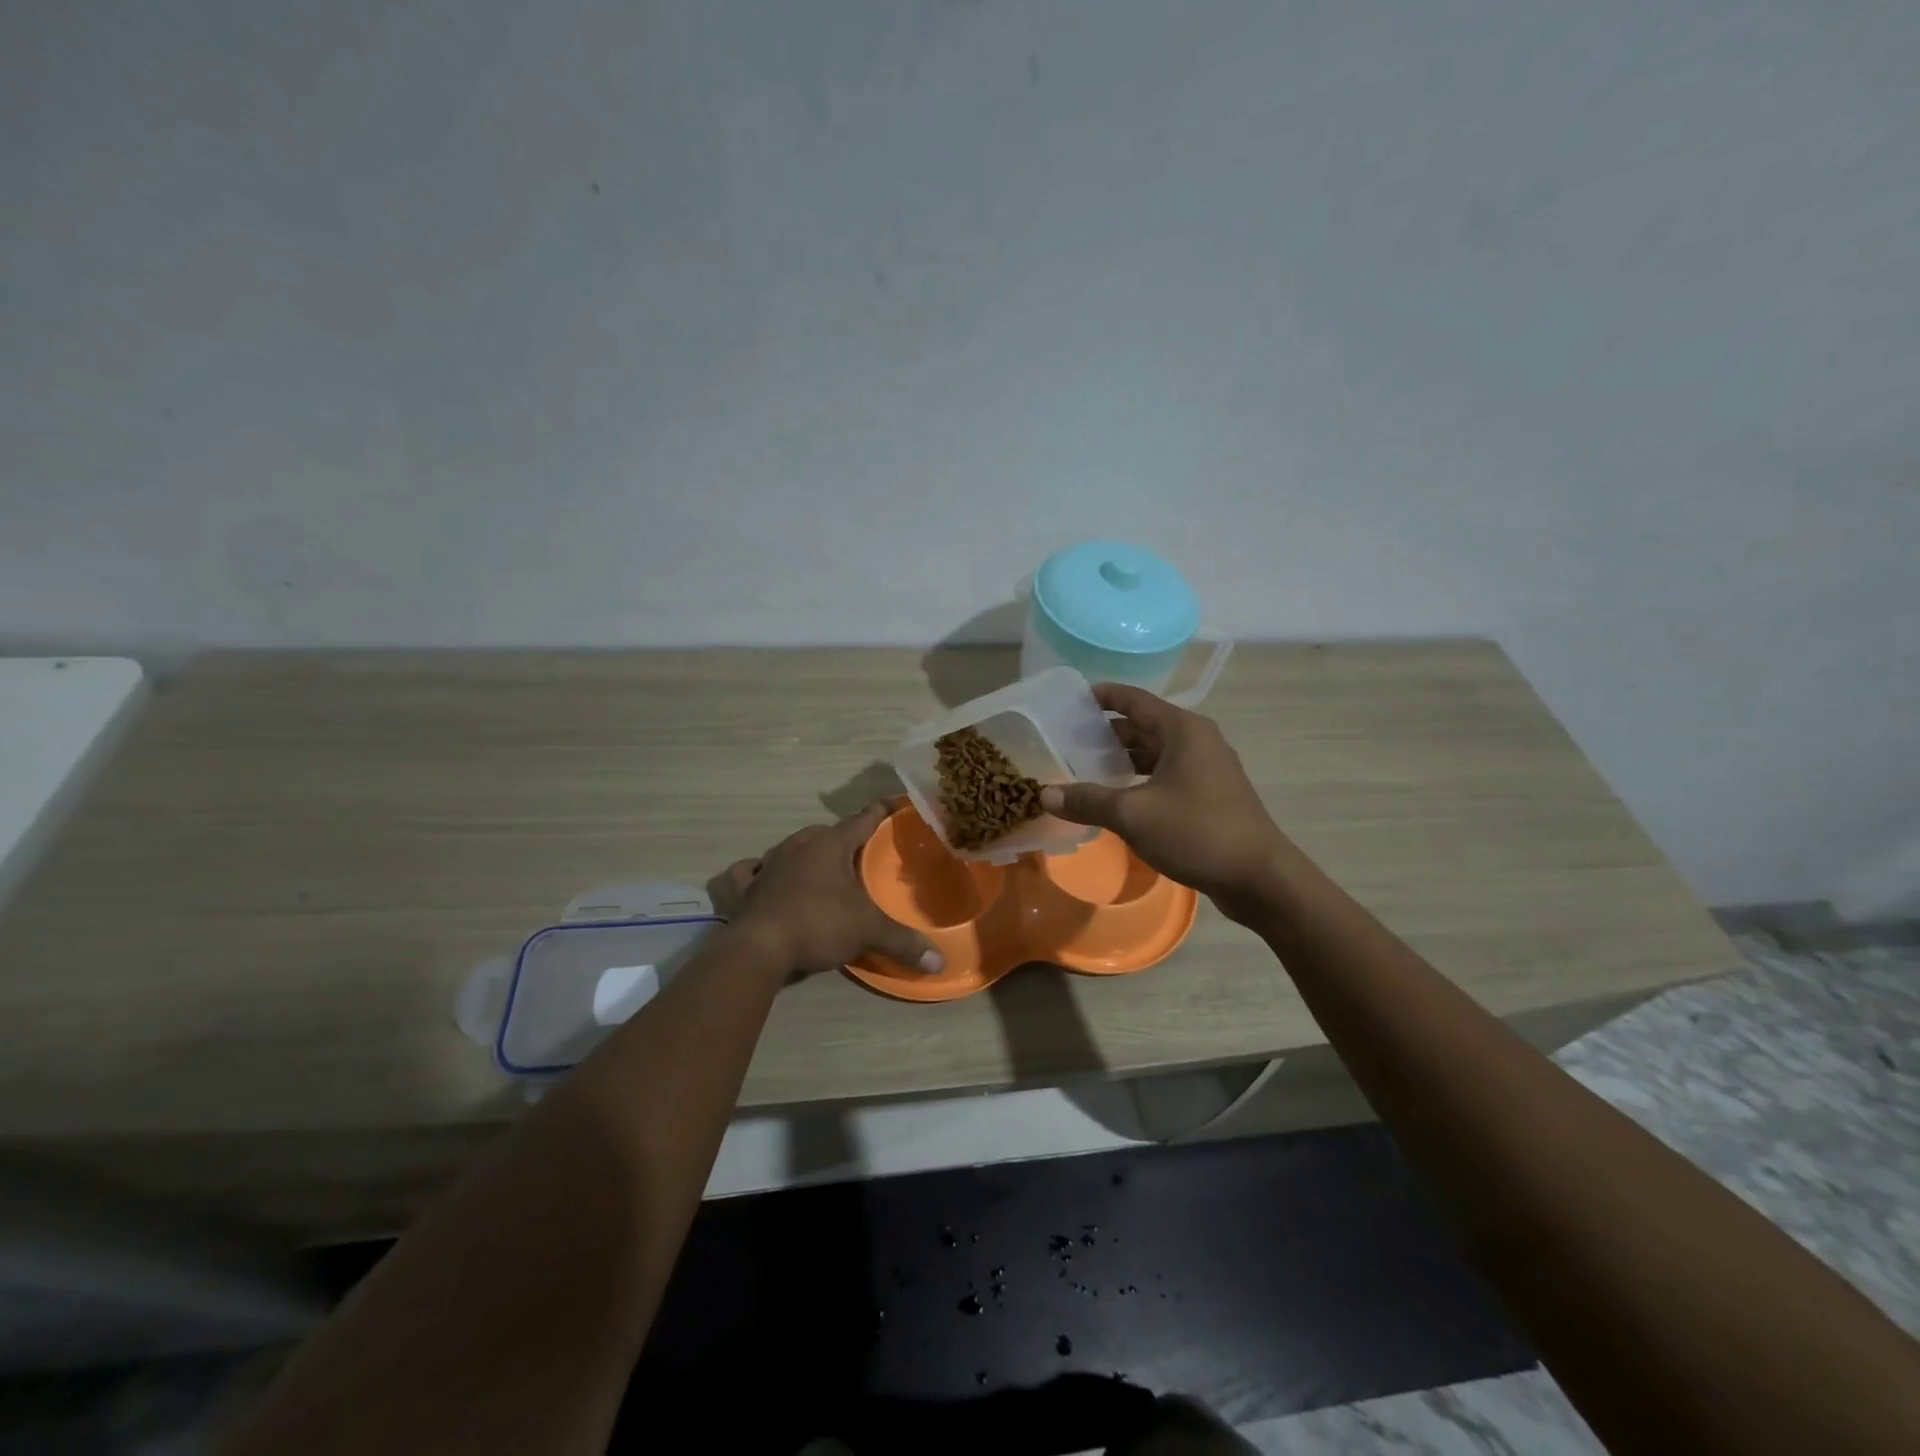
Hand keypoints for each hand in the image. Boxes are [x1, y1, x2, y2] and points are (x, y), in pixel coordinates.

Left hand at [721, 801, 944, 977]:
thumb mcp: (868, 931)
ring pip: (791, 847)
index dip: (880, 811)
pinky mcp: (748, 889)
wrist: (759, 948)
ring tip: (821, 866)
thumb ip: (903, 942)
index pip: (862, 819)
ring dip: (807, 853)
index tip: (893, 803)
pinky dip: (760, 871)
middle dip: (843, 837)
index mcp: (829, 844)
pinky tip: (765, 876)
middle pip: (826, 832)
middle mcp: (797, 846)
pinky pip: (753, 872)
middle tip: (860, 851)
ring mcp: (769, 865)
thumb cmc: (818, 924)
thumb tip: (941, 961)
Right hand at [1040, 683, 1291, 923]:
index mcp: (1183, 730)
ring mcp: (1207, 769)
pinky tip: (1118, 796)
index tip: (1073, 698)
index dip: (1104, 696)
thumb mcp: (1133, 815)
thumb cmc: (1196, 831)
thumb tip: (1045, 795)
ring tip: (1085, 767)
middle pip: (1144, 726)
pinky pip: (1167, 775)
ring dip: (1124, 758)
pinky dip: (1141, 779)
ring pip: (1156, 753)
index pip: (1135, 700)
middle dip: (1107, 732)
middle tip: (1068, 739)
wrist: (1259, 877)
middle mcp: (1197, 741)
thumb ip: (1088, 800)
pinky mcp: (1210, 795)